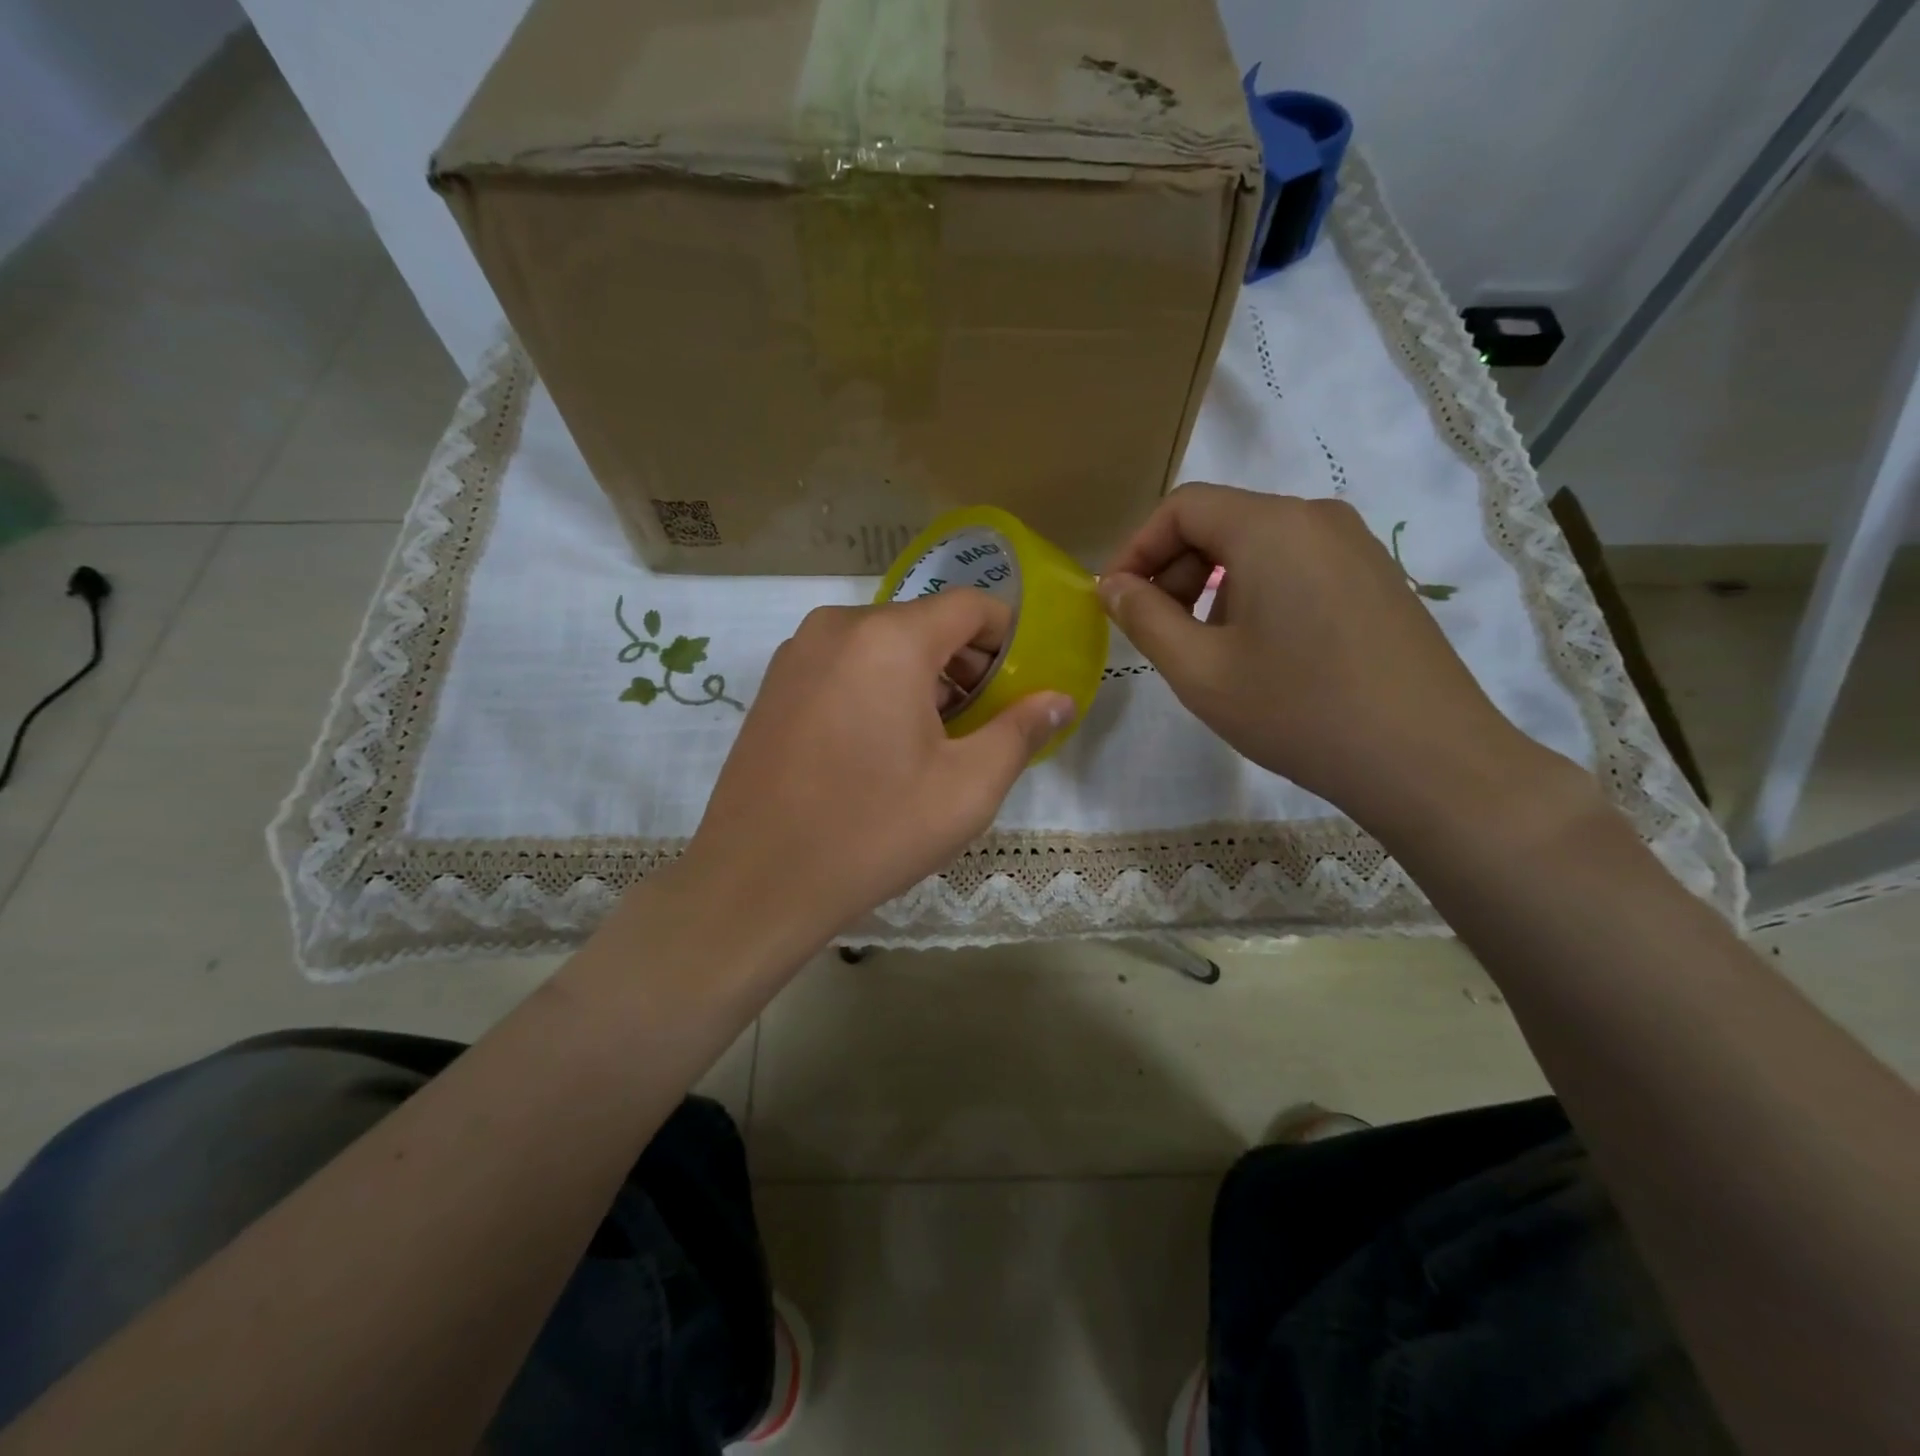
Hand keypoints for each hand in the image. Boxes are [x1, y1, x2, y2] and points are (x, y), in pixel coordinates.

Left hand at [685, 591, 1073, 951]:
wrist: (756, 882)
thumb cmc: (873, 831)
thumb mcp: (967, 788)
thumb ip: (1021, 731)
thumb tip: (1059, 699)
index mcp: (890, 639)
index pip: (971, 606)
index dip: (1009, 638)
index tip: (1022, 684)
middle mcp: (838, 627)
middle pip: (925, 623)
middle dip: (966, 664)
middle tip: (986, 722)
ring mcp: (797, 654)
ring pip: (883, 644)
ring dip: (922, 677)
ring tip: (936, 740)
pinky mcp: (774, 685)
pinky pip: (845, 665)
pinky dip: (878, 686)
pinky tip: (880, 746)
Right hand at [1099, 483, 1566, 835]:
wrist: (1427, 760)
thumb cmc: (1298, 710)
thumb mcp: (1199, 670)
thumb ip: (1144, 618)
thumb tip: (1112, 585)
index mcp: (1271, 527)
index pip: (1182, 507)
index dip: (1137, 549)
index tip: (1114, 601)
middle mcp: (1317, 518)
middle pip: (1222, 522)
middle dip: (1175, 572)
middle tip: (1159, 634)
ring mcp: (1357, 547)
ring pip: (1258, 547)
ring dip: (1213, 588)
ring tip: (1208, 652)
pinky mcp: (1378, 579)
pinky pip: (1297, 567)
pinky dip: (1257, 596)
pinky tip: (1261, 655)